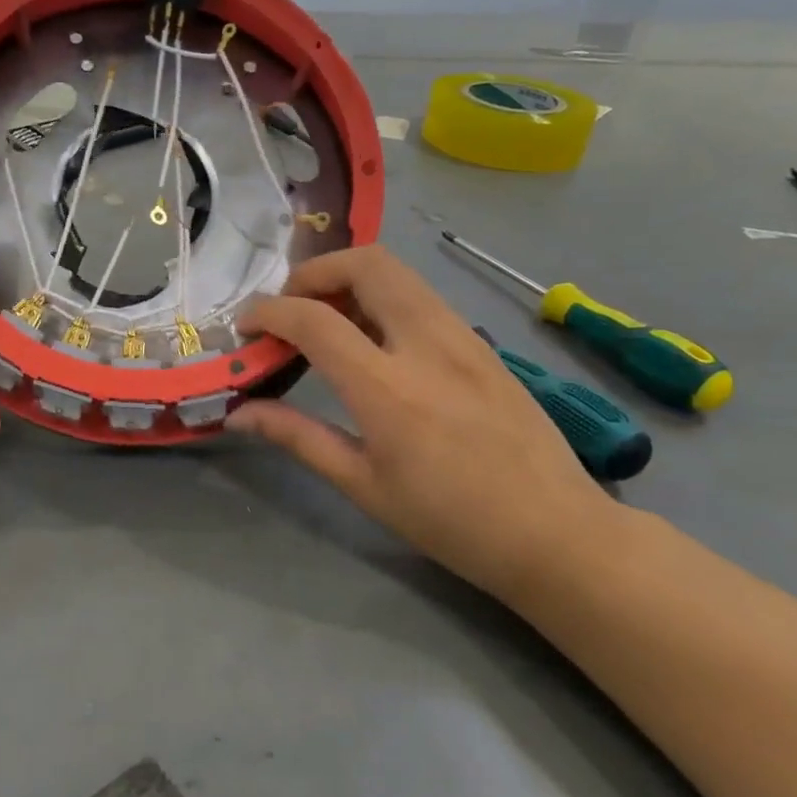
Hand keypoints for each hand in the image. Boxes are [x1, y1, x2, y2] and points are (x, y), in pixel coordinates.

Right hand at [229, 245, 622, 598]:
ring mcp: (462, 337)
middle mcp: (426, 345)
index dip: (268, 312)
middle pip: (365, 263)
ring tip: (327, 319)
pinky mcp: (482, 342)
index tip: (245, 327)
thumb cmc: (451, 521)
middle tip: (291, 309)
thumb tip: (238, 413)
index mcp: (388, 389)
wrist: (557, 533)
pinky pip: (421, 295)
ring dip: (349, 278)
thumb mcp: (363, 485)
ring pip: (397, 272)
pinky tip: (373, 340)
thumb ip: (297, 437)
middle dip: (314, 272)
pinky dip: (381, 296)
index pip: (314, 319)